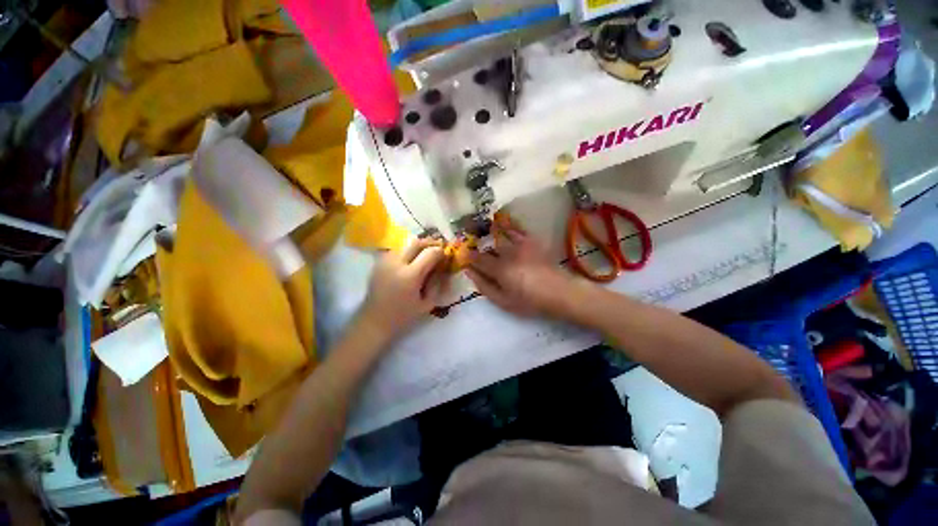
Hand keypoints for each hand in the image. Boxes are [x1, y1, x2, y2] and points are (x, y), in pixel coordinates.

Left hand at [359, 238, 449, 339]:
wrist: (374, 321)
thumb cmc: (403, 316)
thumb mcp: (427, 303)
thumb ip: (437, 283)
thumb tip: (443, 268)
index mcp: (410, 275)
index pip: (430, 253)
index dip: (440, 252)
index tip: (445, 256)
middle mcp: (396, 263)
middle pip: (416, 242)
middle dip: (430, 243)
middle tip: (438, 249)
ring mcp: (385, 261)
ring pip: (405, 244)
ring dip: (418, 247)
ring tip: (425, 255)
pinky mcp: (379, 262)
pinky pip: (397, 250)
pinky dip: (407, 252)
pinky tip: (411, 262)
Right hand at [466, 223, 574, 316]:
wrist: (558, 292)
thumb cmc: (529, 301)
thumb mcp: (503, 301)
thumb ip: (484, 286)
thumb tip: (469, 272)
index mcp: (499, 268)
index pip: (477, 259)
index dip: (467, 256)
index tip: (461, 254)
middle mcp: (507, 252)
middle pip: (487, 244)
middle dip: (477, 242)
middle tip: (470, 241)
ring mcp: (520, 244)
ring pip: (500, 232)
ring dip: (489, 230)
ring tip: (482, 227)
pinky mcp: (531, 241)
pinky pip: (517, 229)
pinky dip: (507, 225)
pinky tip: (502, 222)